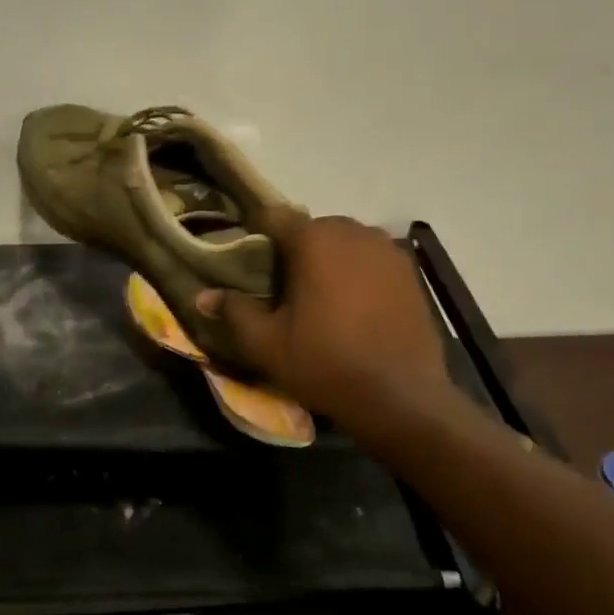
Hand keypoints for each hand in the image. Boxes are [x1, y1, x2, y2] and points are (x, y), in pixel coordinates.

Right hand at [196, 208, 450, 421]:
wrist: (402, 398)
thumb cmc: (326, 364)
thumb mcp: (266, 343)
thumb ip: (234, 311)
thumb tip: (202, 296)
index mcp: (314, 239)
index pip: (274, 217)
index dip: (256, 236)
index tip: (248, 264)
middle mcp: (353, 231)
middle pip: (311, 228)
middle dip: (294, 250)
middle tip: (281, 287)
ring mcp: (387, 249)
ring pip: (344, 242)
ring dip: (328, 260)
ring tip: (319, 298)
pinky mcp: (410, 272)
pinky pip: (371, 260)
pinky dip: (357, 273)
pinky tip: (353, 307)